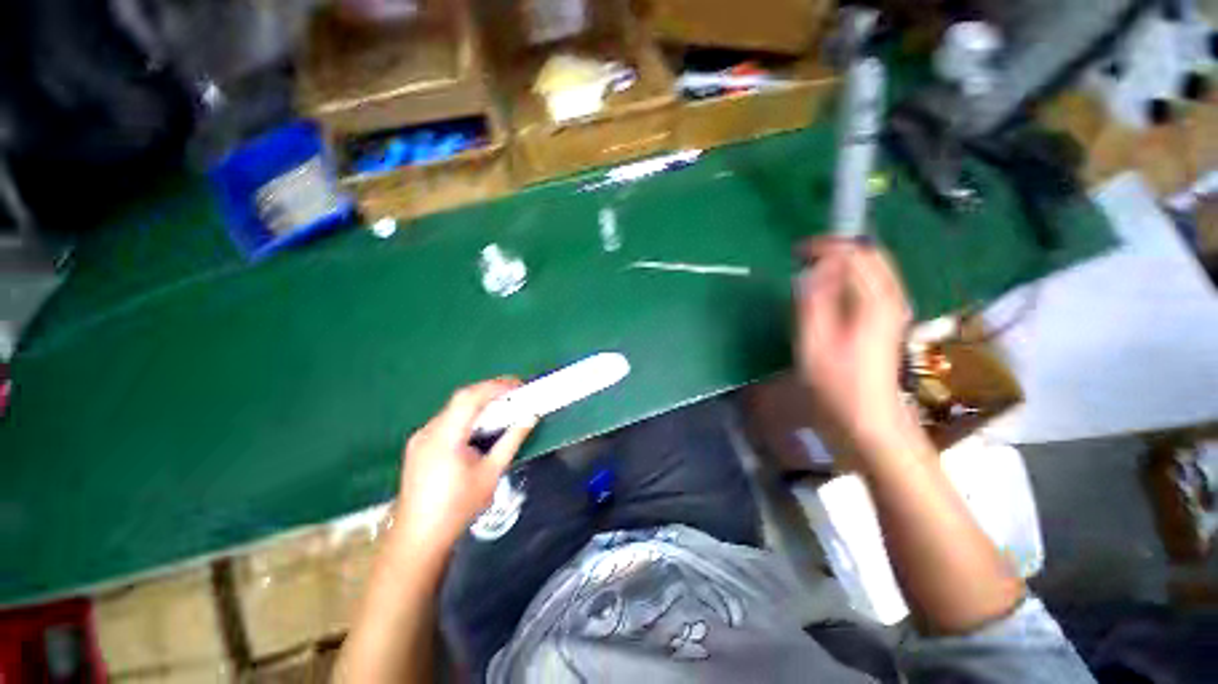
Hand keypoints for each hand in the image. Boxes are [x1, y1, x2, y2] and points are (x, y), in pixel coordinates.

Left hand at [391, 379, 536, 557]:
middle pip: (461, 400)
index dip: (495, 386)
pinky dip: (467, 417)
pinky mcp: (419, 446)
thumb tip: (530, 416)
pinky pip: (447, 421)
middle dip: (490, 392)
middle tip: (515, 394)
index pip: (470, 397)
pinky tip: (480, 427)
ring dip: (479, 404)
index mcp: (444, 437)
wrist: (419, 539)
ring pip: (453, 409)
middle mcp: (428, 431)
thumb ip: (511, 440)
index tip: (519, 386)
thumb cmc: (458, 508)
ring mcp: (420, 438)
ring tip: (503, 408)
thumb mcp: (492, 473)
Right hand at [794, 237, 913, 454]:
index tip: (797, 252)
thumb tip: (814, 269)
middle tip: (804, 256)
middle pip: (871, 255)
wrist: (867, 419)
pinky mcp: (887, 321)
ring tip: (812, 268)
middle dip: (837, 248)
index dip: (825, 246)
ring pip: (873, 268)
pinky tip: (831, 288)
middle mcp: (891, 299)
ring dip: (843, 260)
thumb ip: (815, 302)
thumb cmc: (836, 385)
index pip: (855, 254)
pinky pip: (872, 283)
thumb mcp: (815, 343)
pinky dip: (850, 276)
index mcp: (874, 302)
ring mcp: (893, 310)